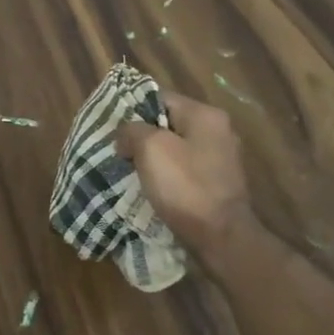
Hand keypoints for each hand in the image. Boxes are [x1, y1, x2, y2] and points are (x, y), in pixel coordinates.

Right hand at [114, 92, 255, 253]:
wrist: (220, 236)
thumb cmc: (185, 186)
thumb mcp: (150, 147)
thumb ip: (132, 130)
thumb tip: (127, 135)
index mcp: (205, 115)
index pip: (160, 98)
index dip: (133, 109)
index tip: (113, 128)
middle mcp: (218, 131)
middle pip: (168, 123)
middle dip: (141, 136)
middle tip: (119, 150)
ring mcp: (220, 158)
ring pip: (174, 147)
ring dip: (151, 157)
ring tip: (129, 169)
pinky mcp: (217, 183)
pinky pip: (183, 169)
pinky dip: (165, 174)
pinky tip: (150, 186)